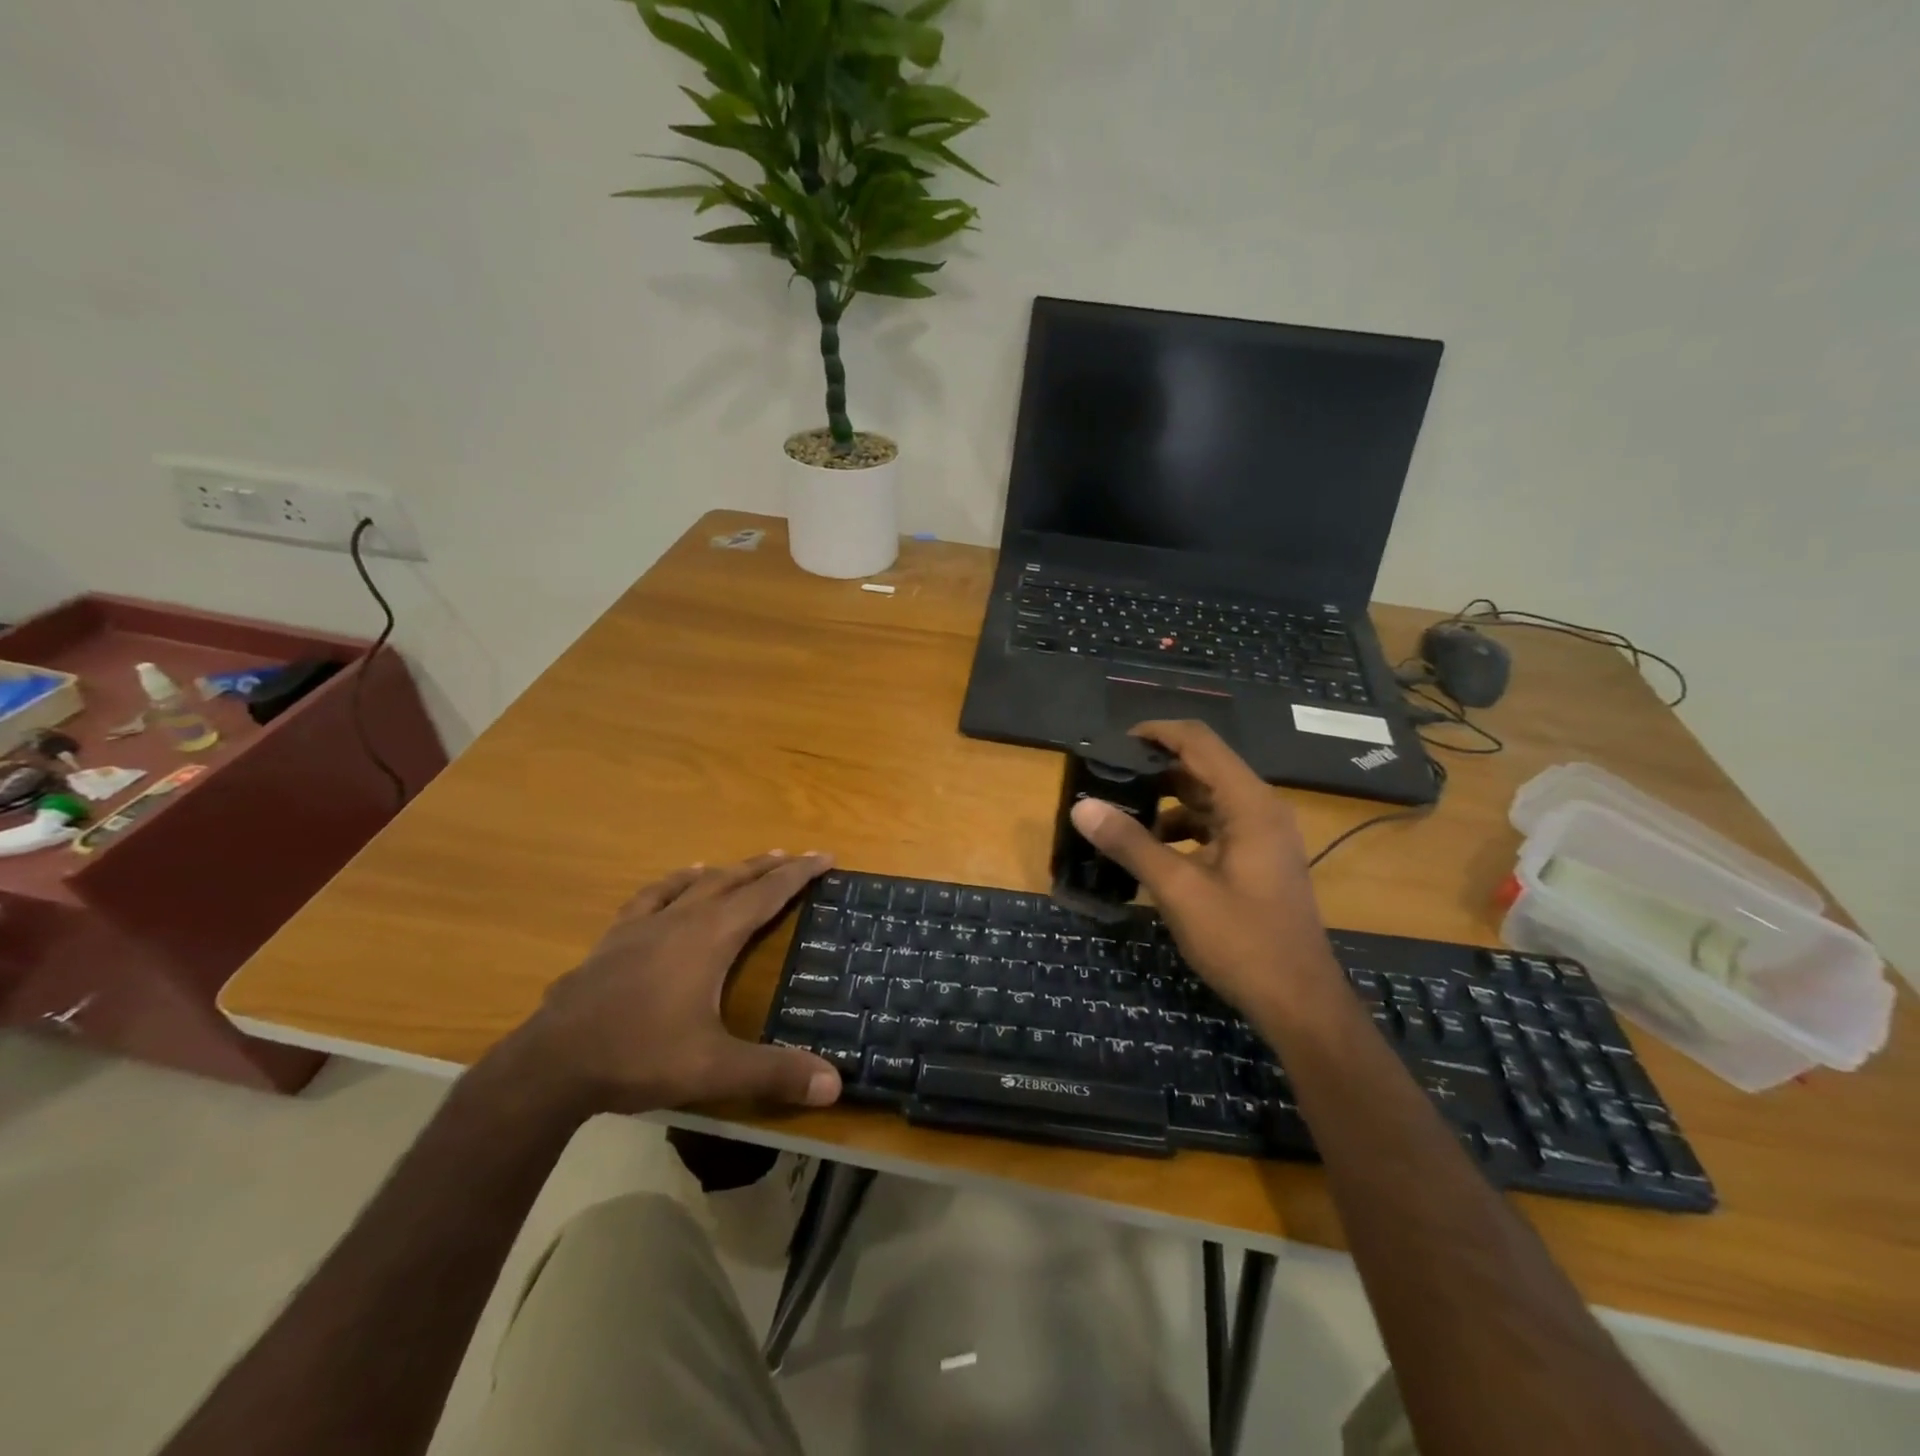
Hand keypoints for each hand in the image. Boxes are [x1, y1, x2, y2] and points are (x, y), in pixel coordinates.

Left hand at [509, 852, 843, 1115]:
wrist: (551, 1064)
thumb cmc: (640, 1056)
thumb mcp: (714, 1070)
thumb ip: (775, 1073)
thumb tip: (835, 1084)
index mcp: (711, 938)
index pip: (766, 895)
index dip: (798, 875)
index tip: (824, 856)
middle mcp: (682, 920)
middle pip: (734, 880)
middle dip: (768, 867)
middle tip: (796, 856)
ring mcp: (643, 926)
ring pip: (695, 884)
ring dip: (726, 871)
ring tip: (744, 864)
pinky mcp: (614, 939)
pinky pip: (651, 897)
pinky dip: (673, 883)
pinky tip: (676, 882)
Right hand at [1069, 721, 1341, 1017]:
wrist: (1299, 1002)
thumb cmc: (1242, 941)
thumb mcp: (1179, 890)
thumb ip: (1130, 844)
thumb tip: (1081, 807)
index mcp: (1249, 803)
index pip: (1198, 742)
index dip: (1155, 732)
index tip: (1112, 743)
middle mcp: (1260, 808)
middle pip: (1202, 766)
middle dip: (1154, 767)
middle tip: (1108, 777)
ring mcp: (1262, 835)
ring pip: (1206, 798)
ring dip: (1165, 800)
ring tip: (1120, 812)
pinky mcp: (1257, 859)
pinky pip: (1214, 826)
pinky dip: (1181, 828)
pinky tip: (1150, 849)